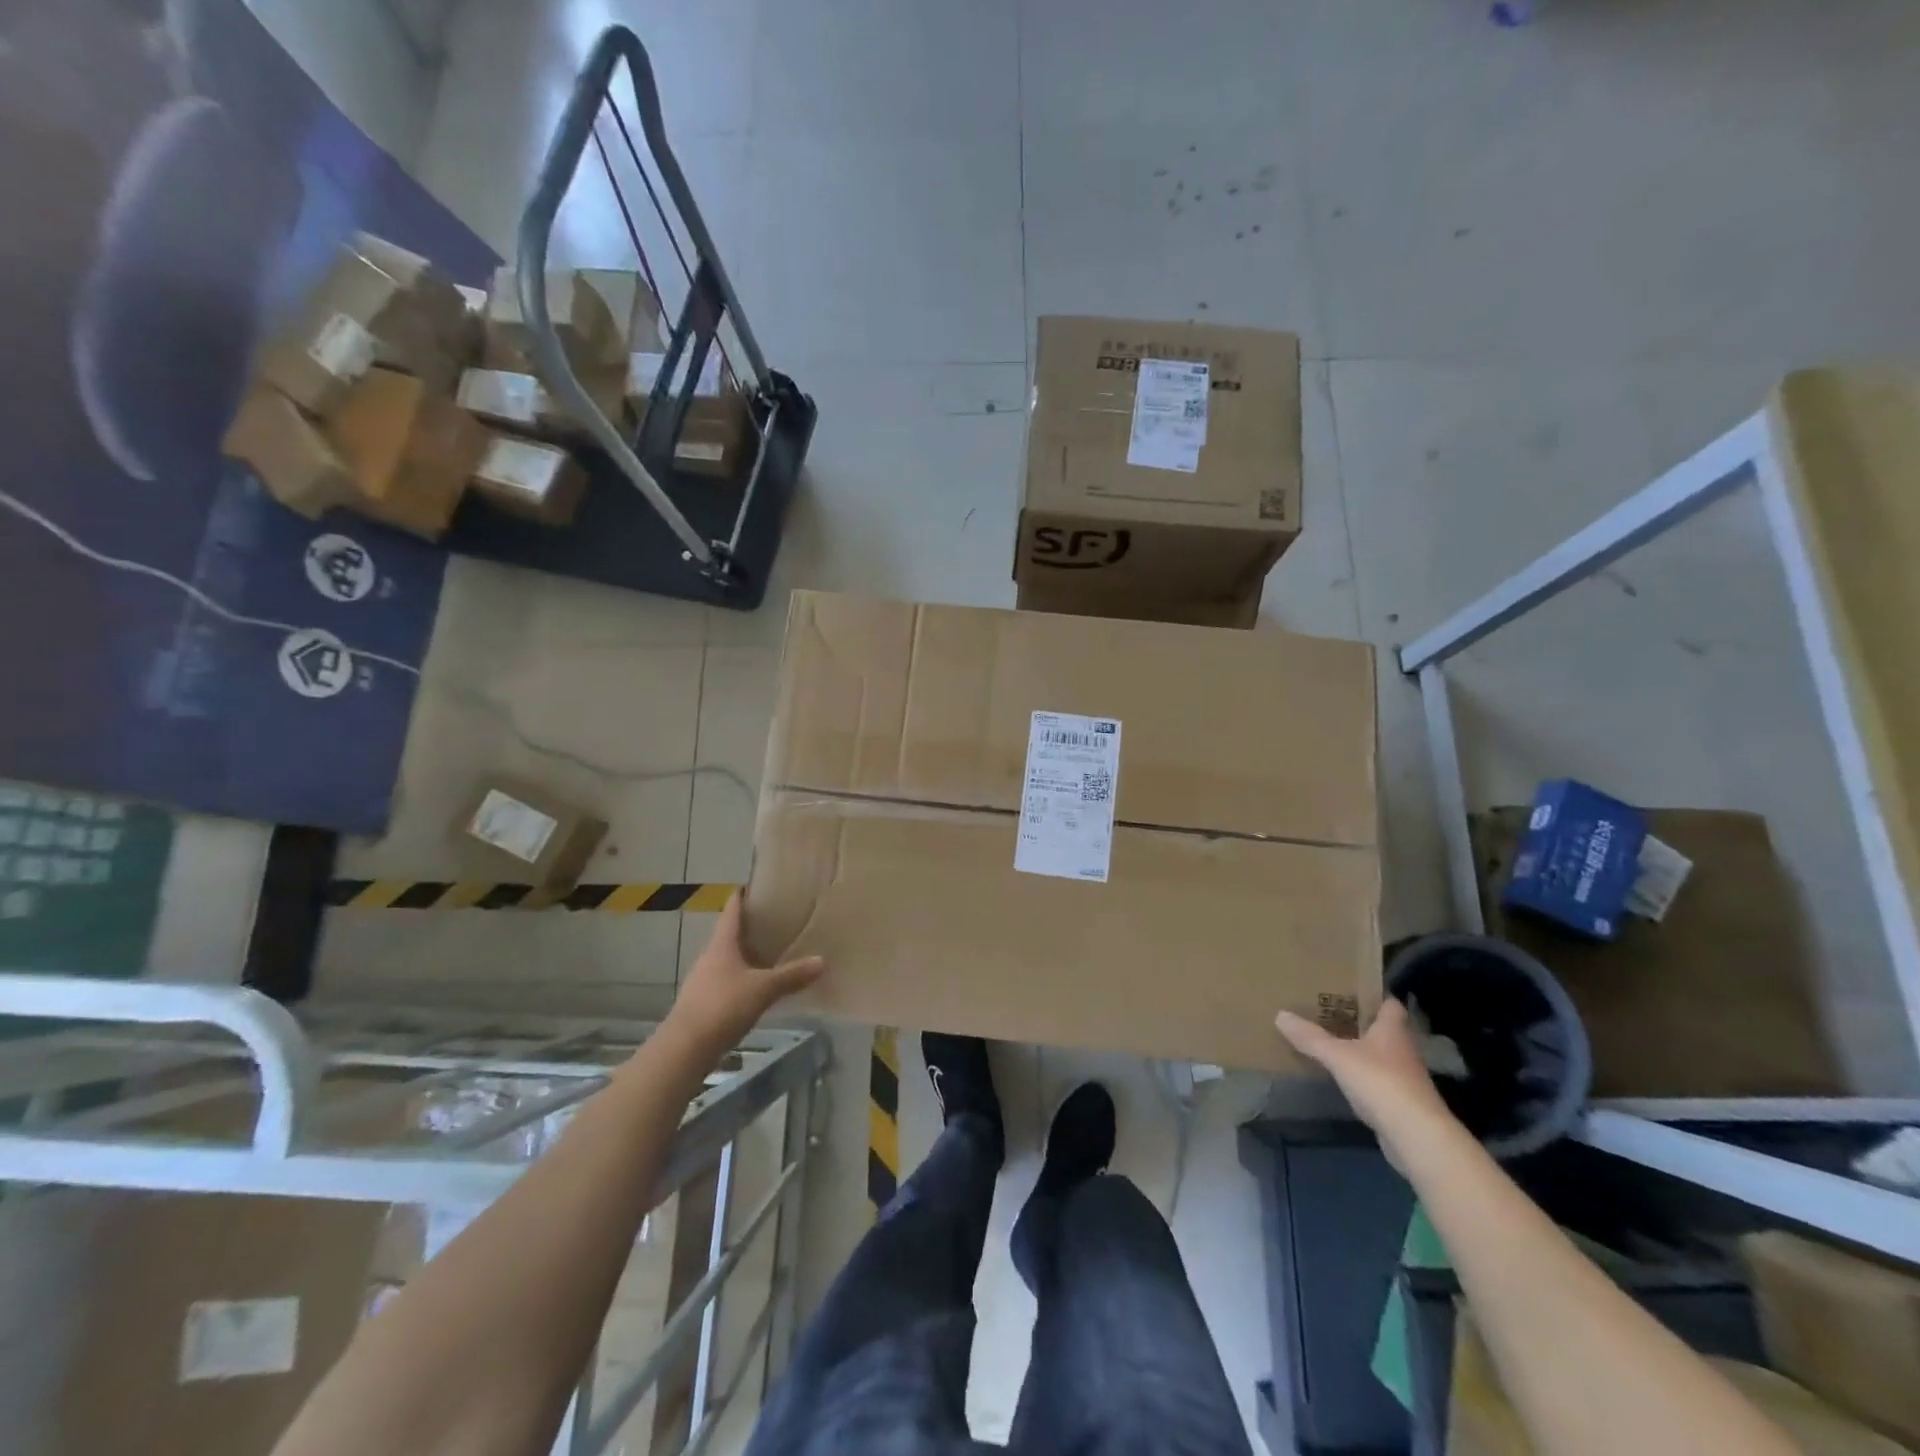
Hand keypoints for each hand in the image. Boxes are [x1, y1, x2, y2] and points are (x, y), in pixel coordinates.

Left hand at [667, 894, 825, 1052]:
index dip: (742, 896)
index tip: (756, 886)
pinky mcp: (702, 1003)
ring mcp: (703, 981)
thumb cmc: (723, 1007)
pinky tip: (756, 988)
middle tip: (776, 922)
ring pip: (727, 960)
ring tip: (771, 954)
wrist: (684, 1049)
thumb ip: (792, 975)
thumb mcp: (763, 989)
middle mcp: (709, 957)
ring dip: (746, 955)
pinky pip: (725, 982)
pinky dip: (741, 979)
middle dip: (750, 928)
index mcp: (722, 945)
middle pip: (730, 935)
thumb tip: (822, 960)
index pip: (731, 911)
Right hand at [1276, 998, 1461, 1167]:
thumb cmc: (1380, 1082)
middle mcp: (1403, 1050)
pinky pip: (1379, 1082)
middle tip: (1331, 1014)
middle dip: (1363, 1023)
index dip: (1375, 996)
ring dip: (1363, 1051)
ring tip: (1333, 1043)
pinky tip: (1345, 1079)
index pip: (1391, 1004)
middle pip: (1385, 1030)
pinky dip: (1364, 1078)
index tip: (1352, 990)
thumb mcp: (1337, 1056)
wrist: (1417, 1136)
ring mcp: (1406, 1079)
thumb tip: (1280, 1015)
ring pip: (1382, 1057)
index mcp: (1393, 1030)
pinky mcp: (1402, 1104)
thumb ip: (1310, 1037)